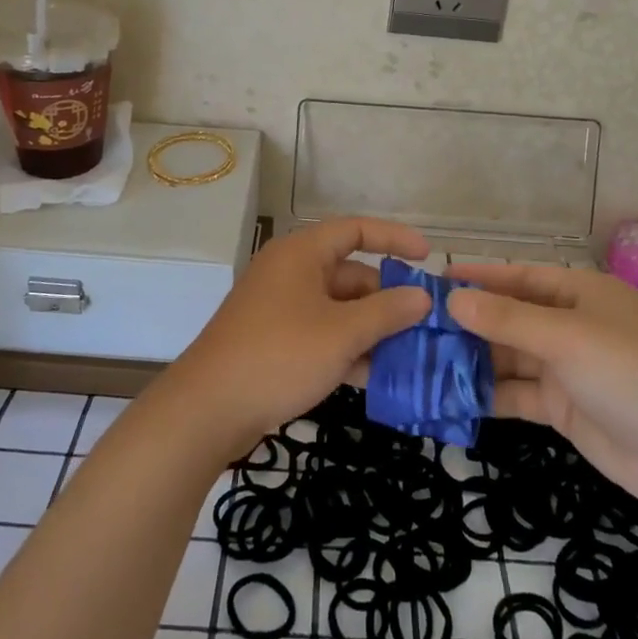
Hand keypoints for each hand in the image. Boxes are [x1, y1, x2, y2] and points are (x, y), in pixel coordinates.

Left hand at [160, 218, 431, 457]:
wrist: (209, 408)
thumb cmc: (279, 355)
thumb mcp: (342, 333)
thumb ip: (387, 312)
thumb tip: (423, 296)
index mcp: (301, 253)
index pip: (355, 230)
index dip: (393, 238)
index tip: (429, 256)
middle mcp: (290, 272)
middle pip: (350, 274)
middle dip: (387, 299)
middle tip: (425, 325)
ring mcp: (280, 308)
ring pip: (338, 309)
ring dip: (371, 329)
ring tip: (411, 355)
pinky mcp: (274, 340)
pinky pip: (321, 333)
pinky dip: (347, 348)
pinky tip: (375, 377)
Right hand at [446, 262, 637, 513]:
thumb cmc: (629, 374)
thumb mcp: (565, 338)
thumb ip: (507, 319)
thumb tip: (452, 299)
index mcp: (580, 294)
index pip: (519, 277)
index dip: (479, 277)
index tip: (434, 280)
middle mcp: (572, 325)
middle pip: (511, 317)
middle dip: (469, 322)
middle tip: (416, 326)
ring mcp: (568, 369)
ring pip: (510, 357)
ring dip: (473, 360)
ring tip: (422, 361)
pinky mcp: (564, 408)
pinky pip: (518, 394)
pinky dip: (488, 395)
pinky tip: (451, 397)